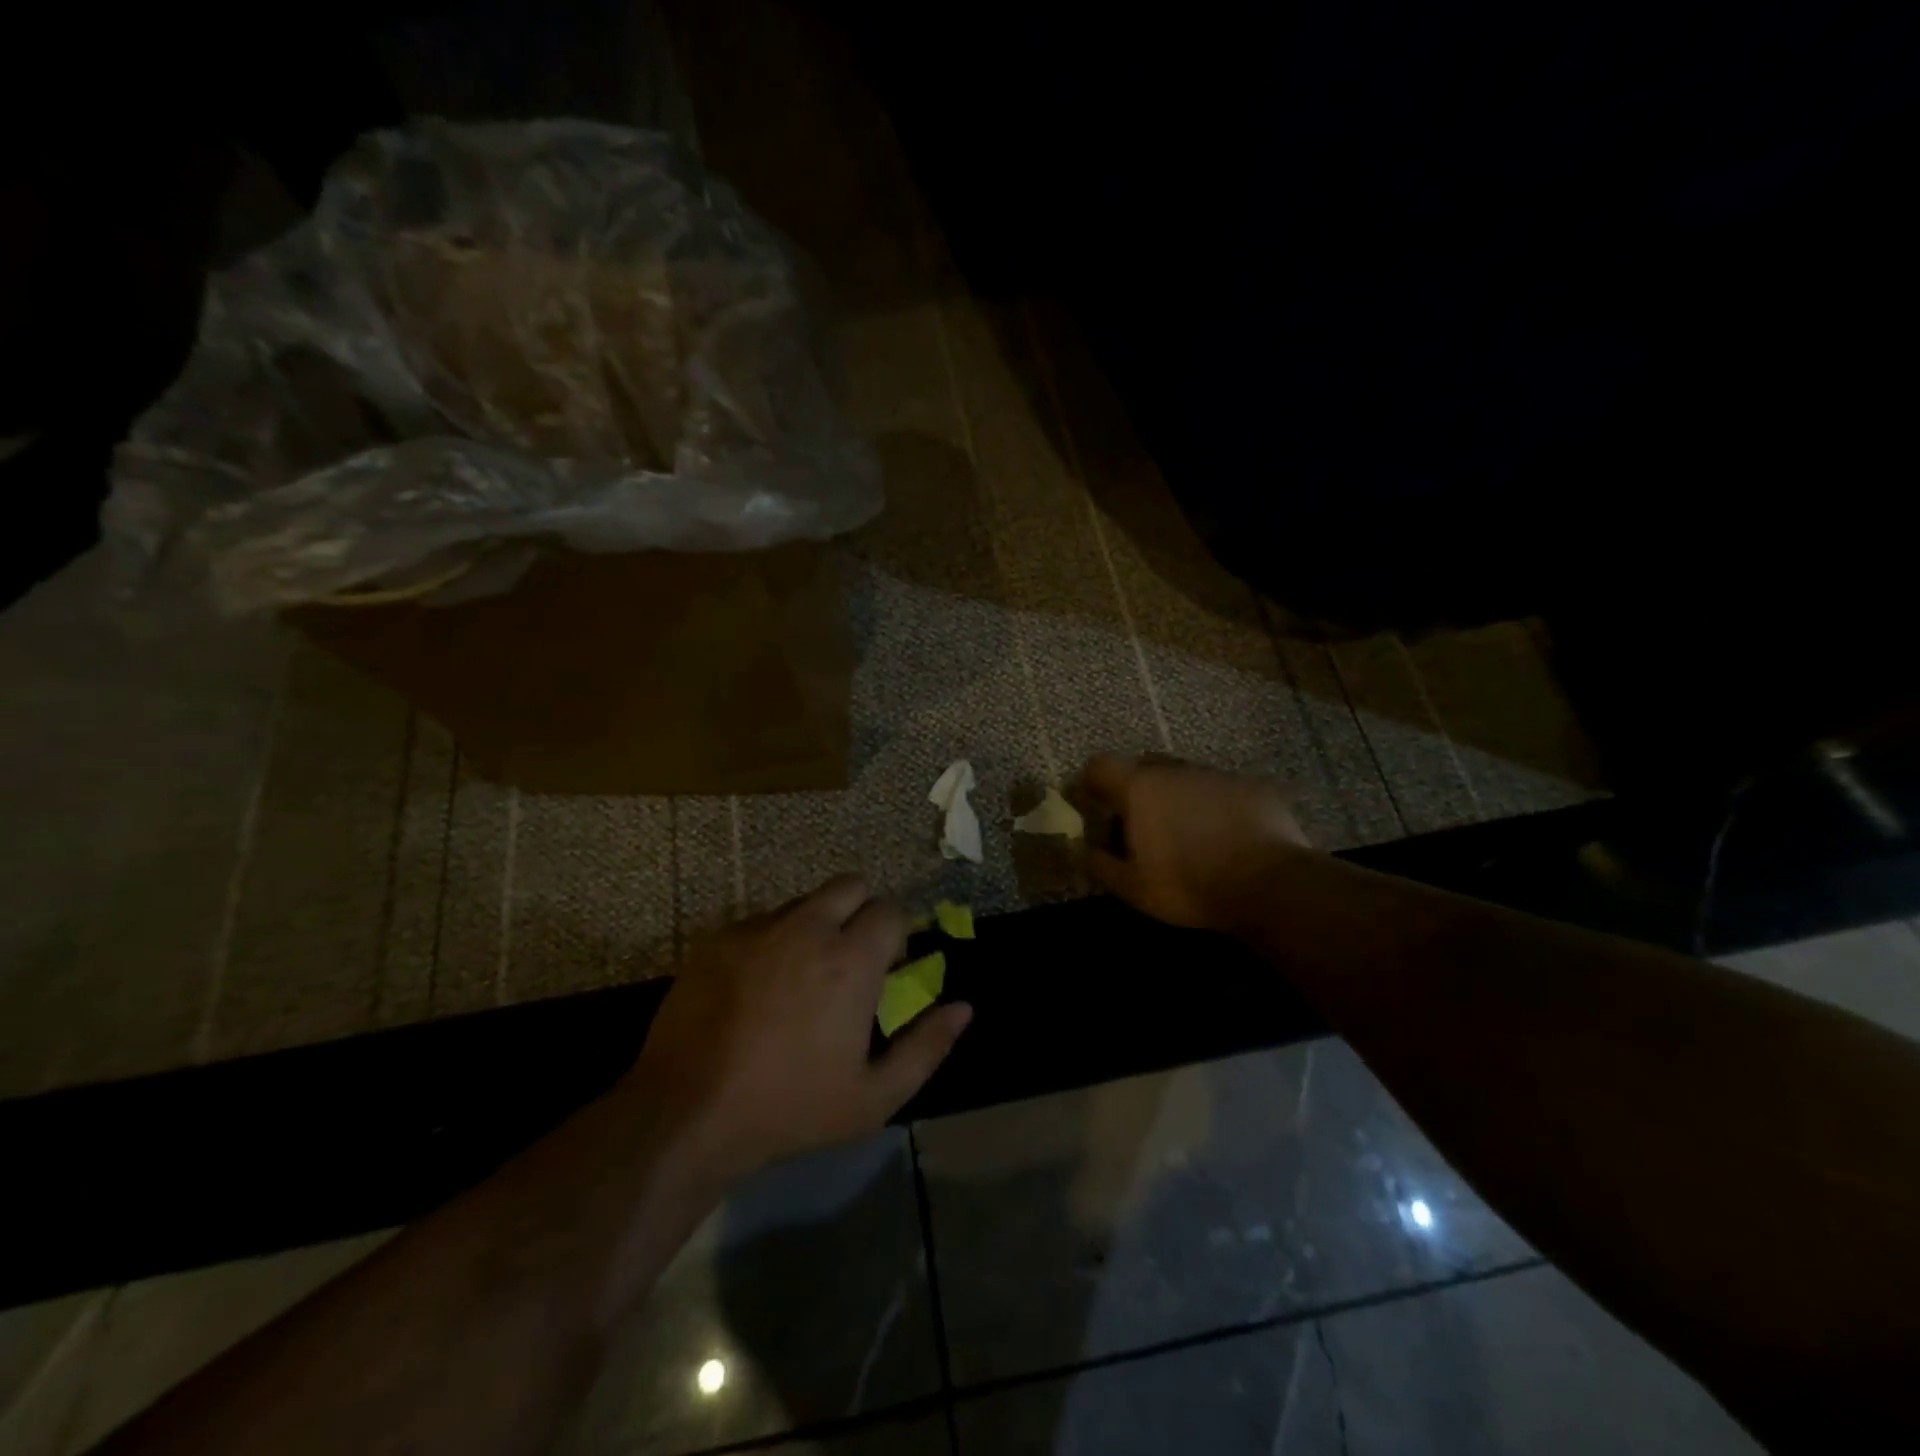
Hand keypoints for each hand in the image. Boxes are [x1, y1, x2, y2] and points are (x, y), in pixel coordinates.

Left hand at [624, 877, 971, 1180]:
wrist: (687, 1112)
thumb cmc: (790, 1107)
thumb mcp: (873, 1097)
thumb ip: (926, 1047)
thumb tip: (963, 1008)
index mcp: (852, 959)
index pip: (891, 909)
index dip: (897, 932)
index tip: (888, 965)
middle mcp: (808, 928)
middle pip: (850, 885)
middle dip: (862, 910)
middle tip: (851, 956)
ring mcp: (759, 928)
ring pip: (804, 902)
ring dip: (816, 924)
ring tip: (802, 975)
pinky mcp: (719, 938)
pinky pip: (761, 922)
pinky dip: (773, 941)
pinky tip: (758, 987)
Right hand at [1072, 754, 1309, 930]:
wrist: (1271, 884)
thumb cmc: (1189, 885)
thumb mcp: (1133, 887)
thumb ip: (1101, 864)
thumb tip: (1082, 849)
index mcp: (1140, 788)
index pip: (1100, 765)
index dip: (1089, 781)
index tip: (1088, 803)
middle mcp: (1176, 771)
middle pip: (1143, 767)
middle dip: (1134, 788)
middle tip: (1137, 821)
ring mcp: (1218, 775)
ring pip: (1185, 777)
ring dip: (1176, 796)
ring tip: (1184, 831)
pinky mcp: (1253, 787)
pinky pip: (1221, 790)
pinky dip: (1213, 806)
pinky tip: (1224, 834)